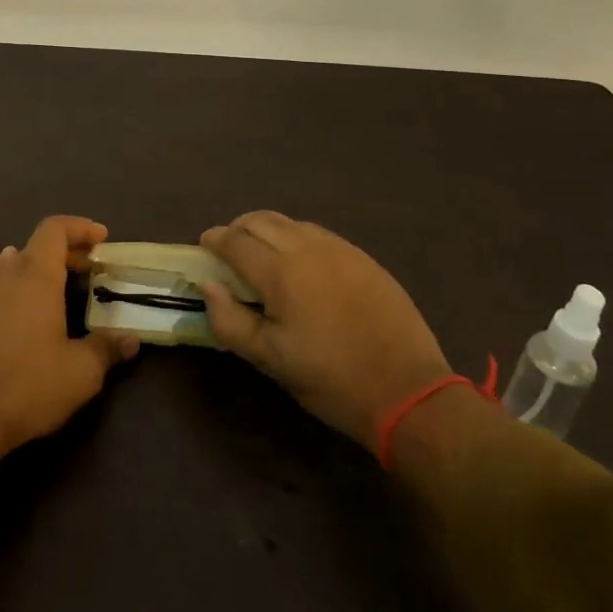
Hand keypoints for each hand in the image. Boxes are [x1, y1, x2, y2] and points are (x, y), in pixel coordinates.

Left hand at [0, 215, 138, 455]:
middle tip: (89, 269)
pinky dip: (15, 287)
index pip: (55, 229)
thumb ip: (107, 349)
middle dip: (65, 252)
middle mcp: (5, 274)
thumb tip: (131, 340)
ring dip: (38, 269)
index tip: (101, 238)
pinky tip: (23, 313)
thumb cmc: (28, 384)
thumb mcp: (80, 372)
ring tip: (58, 288)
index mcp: (35, 274)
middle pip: (36, 246)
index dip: (79, 227)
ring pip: (12, 265)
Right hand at [197, 211, 451, 446]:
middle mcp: (308, 249)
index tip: (204, 245)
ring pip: (291, 222)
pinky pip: (318, 234)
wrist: (408, 390)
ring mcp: (340, 250)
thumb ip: (230, 320)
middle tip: (229, 249)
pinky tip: (300, 261)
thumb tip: (208, 286)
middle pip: (261, 221)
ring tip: (262, 252)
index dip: (215, 240)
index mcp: (280, 274)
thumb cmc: (331, 380)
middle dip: (238, 228)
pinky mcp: (363, 258)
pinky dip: (297, 237)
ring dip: (267, 229)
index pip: (236, 242)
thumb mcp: (271, 360)